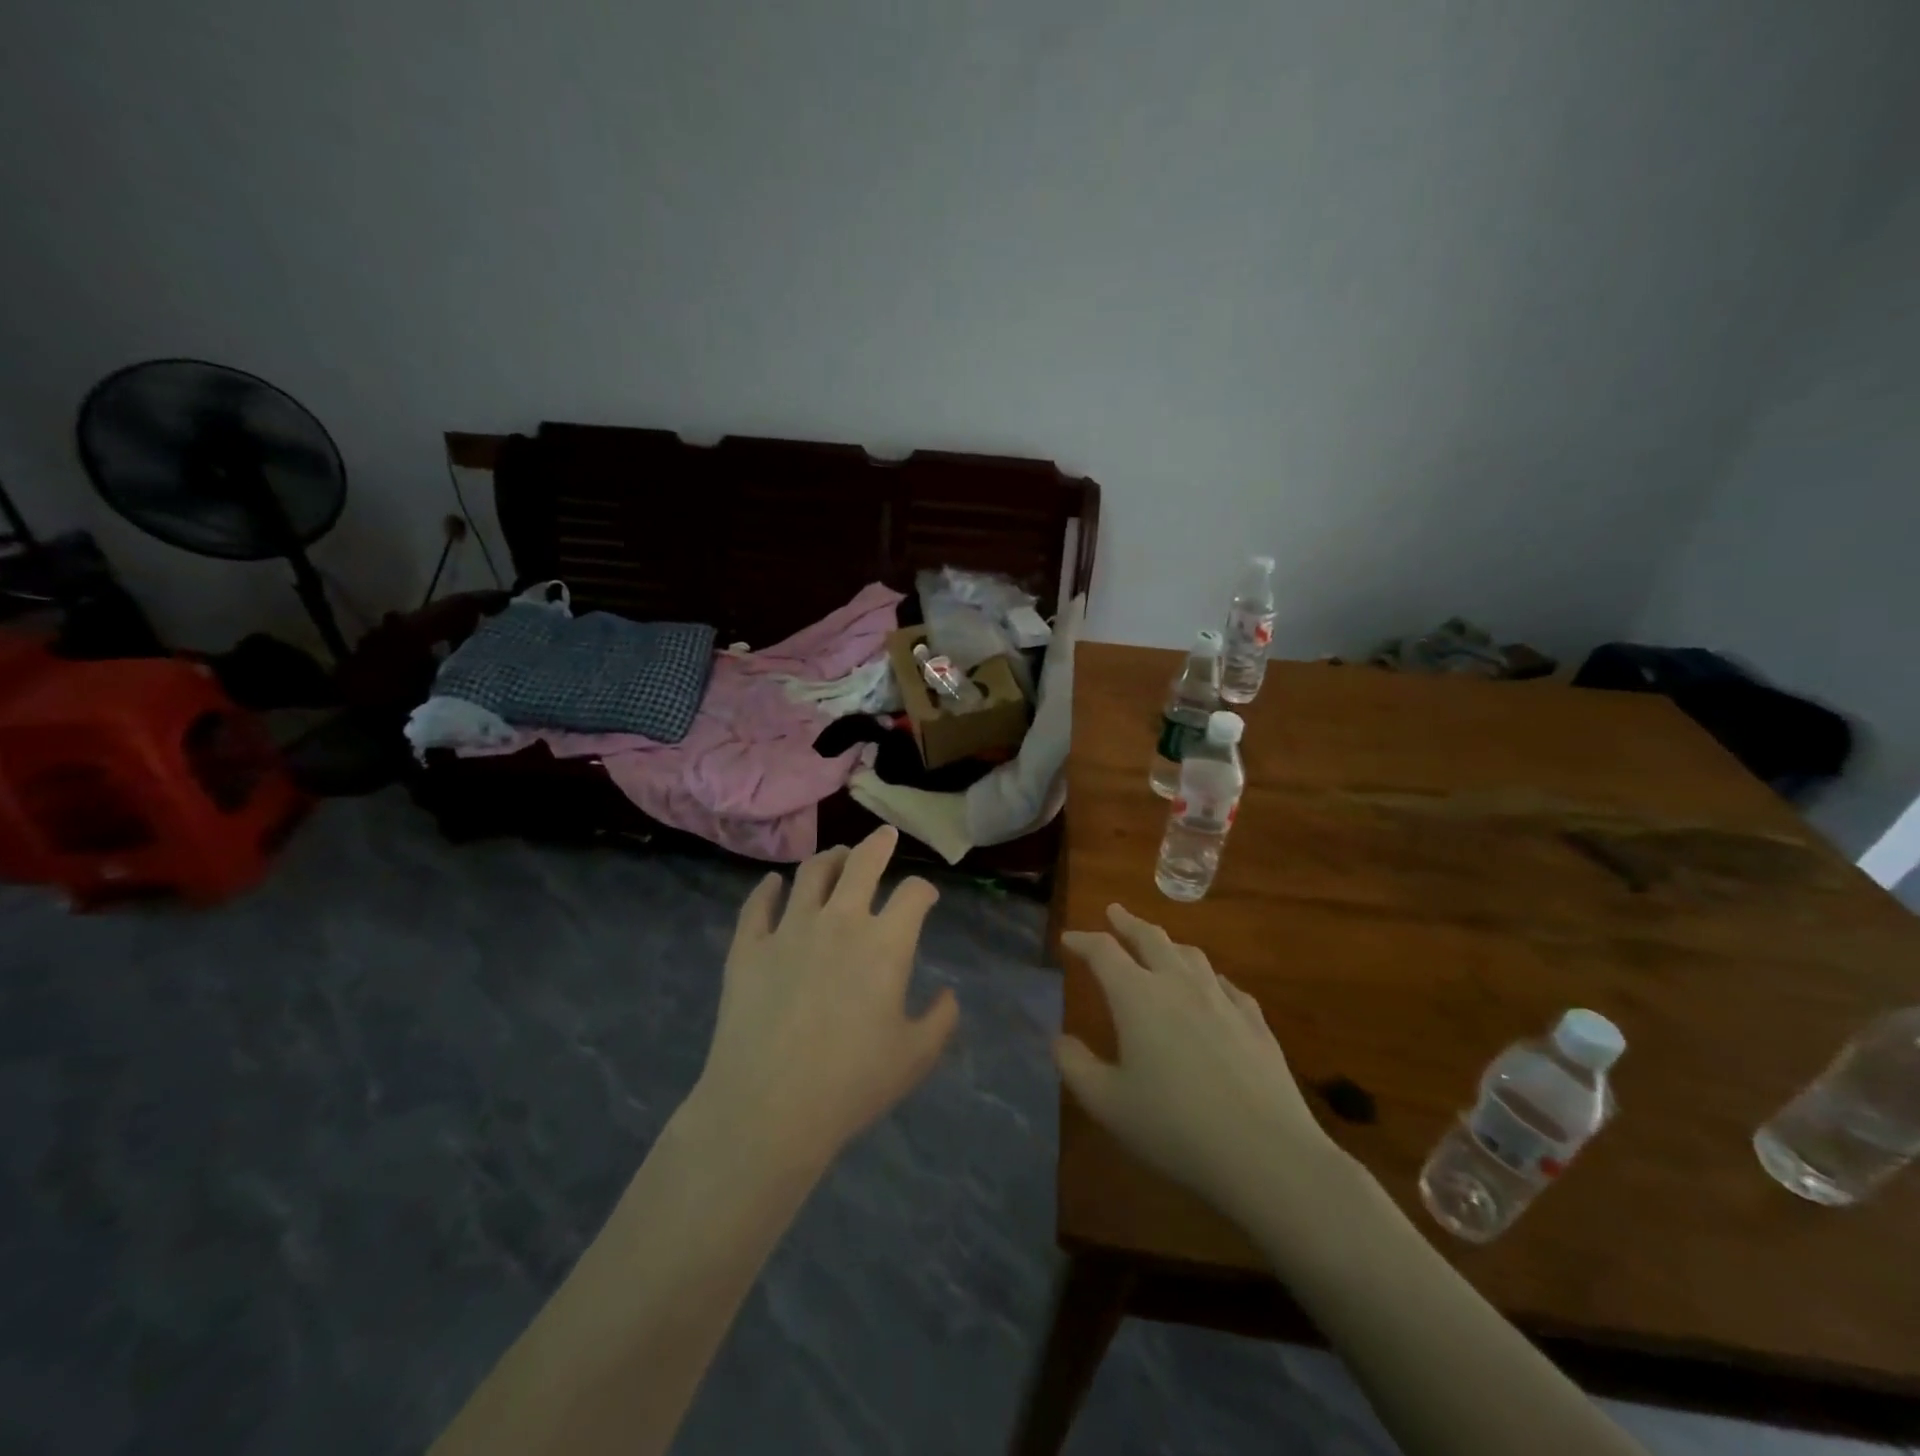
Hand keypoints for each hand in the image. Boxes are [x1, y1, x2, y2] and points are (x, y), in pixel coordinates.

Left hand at [693, 827, 958, 1168]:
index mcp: (885, 943)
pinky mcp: (749, 946)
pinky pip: (758, 904)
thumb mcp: (915, 1058)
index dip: (924, 889)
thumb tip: (950, 995)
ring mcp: (789, 929)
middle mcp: (839, 920)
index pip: (913, 894)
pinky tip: (773, 884)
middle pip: (862, 863)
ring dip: (830, 858)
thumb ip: (941, 1020)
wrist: (768, 1108)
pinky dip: (767, 889)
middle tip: (884, 835)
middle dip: (878, 844)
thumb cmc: (851, 1084)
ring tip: (837, 855)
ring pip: (811, 873)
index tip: (926, 896)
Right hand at [1056, 904, 1345, 1224]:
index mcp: (1137, 996)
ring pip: (1191, 955)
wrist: (1266, 1152)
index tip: (1068, 938)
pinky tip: (1213, 986)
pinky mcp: (1255, 1022)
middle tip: (1114, 912)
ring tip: (1159, 944)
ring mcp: (1222, 1000)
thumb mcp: (1108, 1103)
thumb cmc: (1174, 1127)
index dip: (1082, 940)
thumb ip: (1076, 1066)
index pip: (1103, 952)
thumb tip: (1059, 1038)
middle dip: (1128, 923)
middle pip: (1150, 938)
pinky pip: (1227, 985)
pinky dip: (1209, 977)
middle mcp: (1178, 984)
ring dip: (1168, 943)